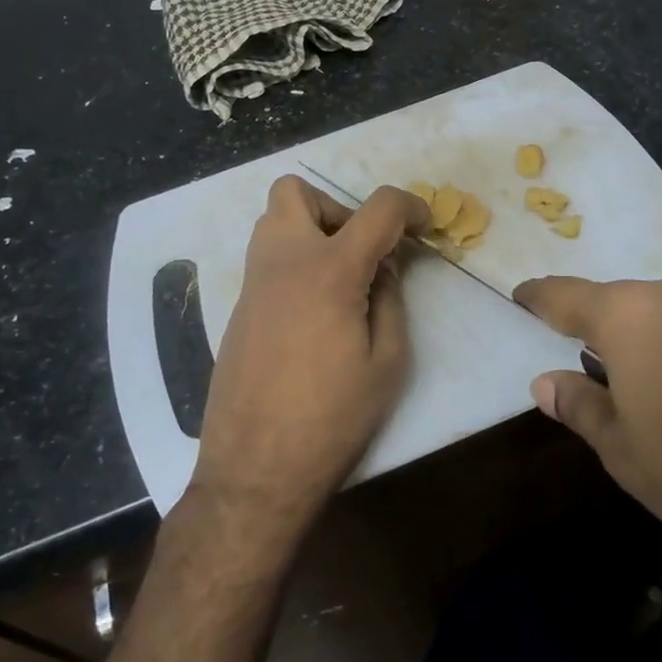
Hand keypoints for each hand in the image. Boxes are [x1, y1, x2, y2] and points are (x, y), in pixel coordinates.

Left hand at [189, 176, 428, 548]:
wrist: (255, 469)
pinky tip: (312, 313)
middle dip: (337, 208)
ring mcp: (252, 284)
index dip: (411, 207)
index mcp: (330, 272)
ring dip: (310, 231)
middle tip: (360, 251)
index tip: (424, 227)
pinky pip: (265, 260)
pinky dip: (293, 264)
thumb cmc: (332, 418)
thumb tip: (384, 267)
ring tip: (338, 279)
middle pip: (296, 191)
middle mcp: (283, 262)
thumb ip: (391, 300)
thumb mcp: (387, 362)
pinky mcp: (237, 308)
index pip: (377, 208)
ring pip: (272, 220)